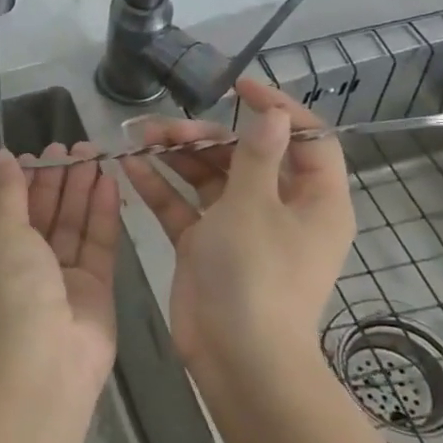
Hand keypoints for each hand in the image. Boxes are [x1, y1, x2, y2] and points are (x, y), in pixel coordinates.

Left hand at [0, 141, 118, 386]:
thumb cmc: (11, 290)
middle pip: (45, 215)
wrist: (43, 362)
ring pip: (73, 226)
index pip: (12, 209)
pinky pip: (97, 245)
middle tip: (78, 147)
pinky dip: (103, 214)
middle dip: (60, 180)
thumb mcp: (3, 232)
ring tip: (96, 154)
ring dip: (83, 191)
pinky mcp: (95, 291)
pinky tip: (110, 182)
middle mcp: (25, 267)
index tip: (45, 152)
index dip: (28, 180)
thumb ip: (8, 192)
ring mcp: (62, 280)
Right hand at [120, 78, 354, 373]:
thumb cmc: (256, 275)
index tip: (238, 87)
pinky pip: (183, 205)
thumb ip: (258, 155)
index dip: (279, 108)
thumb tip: (275, 113)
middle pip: (245, 155)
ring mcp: (239, 228)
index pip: (308, 139)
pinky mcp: (204, 245)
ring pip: (208, 177)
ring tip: (139, 137)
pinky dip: (160, 186)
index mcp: (312, 199)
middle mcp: (279, 209)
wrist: (236, 356)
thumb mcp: (255, 206)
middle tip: (165, 128)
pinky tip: (130, 166)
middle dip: (204, 136)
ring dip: (176, 155)